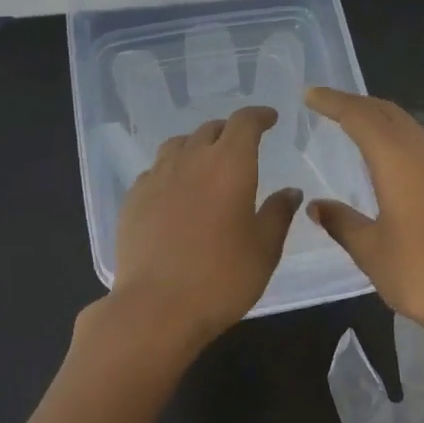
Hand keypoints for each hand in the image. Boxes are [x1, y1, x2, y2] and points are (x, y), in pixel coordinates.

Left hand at [107, 105, 301, 348]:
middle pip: (209, 129)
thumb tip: (290, 191)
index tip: (269, 119)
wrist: (156, 307)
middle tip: (241, 145)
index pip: (244, 123)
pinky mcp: (133, 199)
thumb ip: (278, 213)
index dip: (258, 116)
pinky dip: (171, 170)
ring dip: (196, 146)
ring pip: (177, 145)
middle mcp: (190, 160)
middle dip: (229, 131)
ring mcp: (156, 178)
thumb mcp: (264, 249)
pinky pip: (155, 171)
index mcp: (229, 165)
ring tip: (205, 162)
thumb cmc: (222, 278)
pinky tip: (175, 192)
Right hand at [304, 87, 423, 349]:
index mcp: (400, 160)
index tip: (309, 94)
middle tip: (326, 105)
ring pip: (408, 127)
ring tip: (352, 126)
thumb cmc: (423, 274)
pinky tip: (387, 159)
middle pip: (388, 113)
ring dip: (379, 120)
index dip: (333, 102)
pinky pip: (422, 144)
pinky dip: (397, 139)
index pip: (361, 117)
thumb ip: (342, 222)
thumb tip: (317, 206)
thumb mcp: (372, 251)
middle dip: (356, 104)